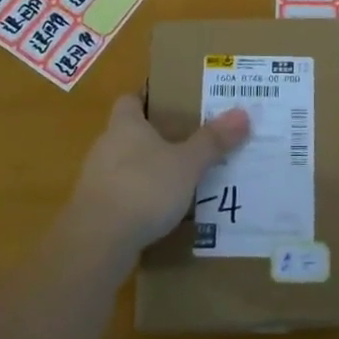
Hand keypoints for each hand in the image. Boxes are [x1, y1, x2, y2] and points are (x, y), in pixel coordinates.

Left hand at [66, 95, 250, 255]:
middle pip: (129, 132)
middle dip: (155, 136)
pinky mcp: (94, 211)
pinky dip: (140, 199)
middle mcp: (105, 146)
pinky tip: (161, 212)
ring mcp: (96, 180)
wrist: (97, 242)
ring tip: (181, 178)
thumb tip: (243, 113)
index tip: (173, 102)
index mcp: (125, 125)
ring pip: (125, 165)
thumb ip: (212, 141)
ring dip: (148, 170)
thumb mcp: (187, 164)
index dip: (148, 97)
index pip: (130, 99)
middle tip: (189, 140)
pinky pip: (122, 196)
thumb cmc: (143, 188)